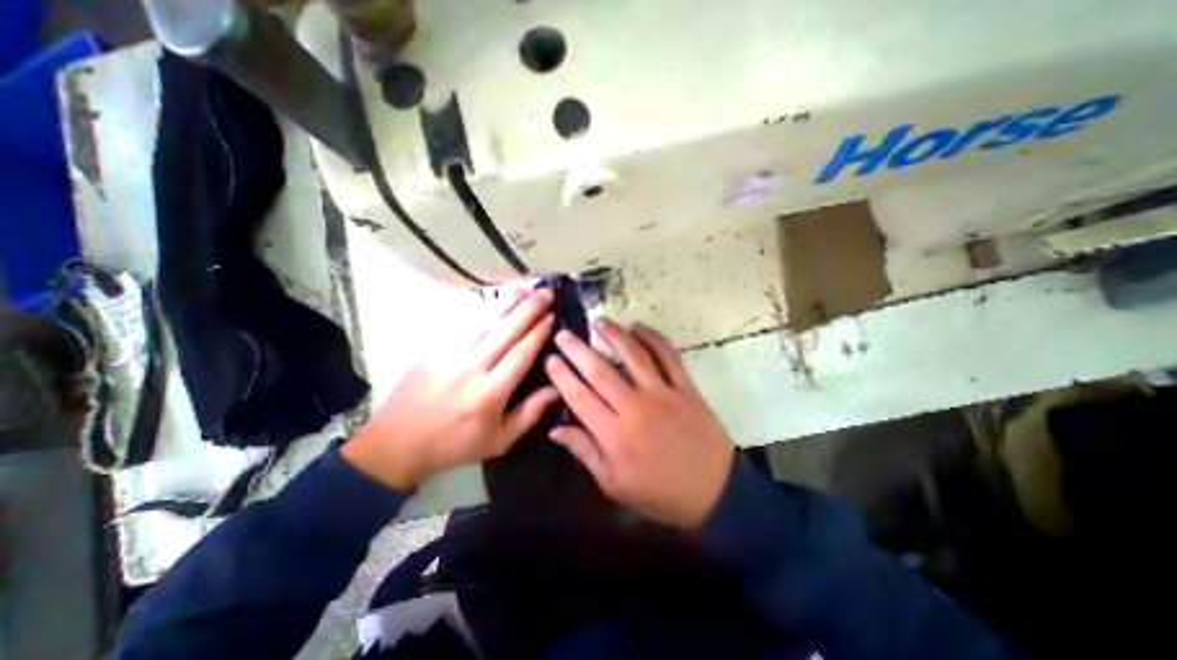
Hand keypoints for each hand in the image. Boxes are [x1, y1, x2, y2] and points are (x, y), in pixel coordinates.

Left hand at [342, 285, 557, 489]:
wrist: (397, 444)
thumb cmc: (455, 445)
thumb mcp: (499, 441)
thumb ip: (530, 414)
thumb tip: (556, 387)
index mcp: (489, 394)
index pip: (520, 354)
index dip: (538, 333)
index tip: (552, 316)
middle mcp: (470, 369)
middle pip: (505, 331)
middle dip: (529, 309)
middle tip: (546, 293)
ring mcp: (448, 355)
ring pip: (484, 322)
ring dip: (508, 302)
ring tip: (526, 287)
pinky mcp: (433, 349)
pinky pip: (462, 323)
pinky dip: (482, 308)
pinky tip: (495, 298)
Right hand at [546, 321, 733, 529]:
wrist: (713, 492)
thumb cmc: (658, 492)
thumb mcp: (614, 484)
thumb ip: (584, 452)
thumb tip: (555, 429)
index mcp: (614, 435)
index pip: (579, 397)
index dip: (562, 376)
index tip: (550, 358)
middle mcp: (635, 408)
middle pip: (600, 371)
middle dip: (578, 350)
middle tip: (564, 334)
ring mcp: (663, 394)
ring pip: (634, 356)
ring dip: (614, 335)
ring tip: (599, 322)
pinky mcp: (686, 388)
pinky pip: (668, 356)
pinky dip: (653, 338)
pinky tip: (639, 328)